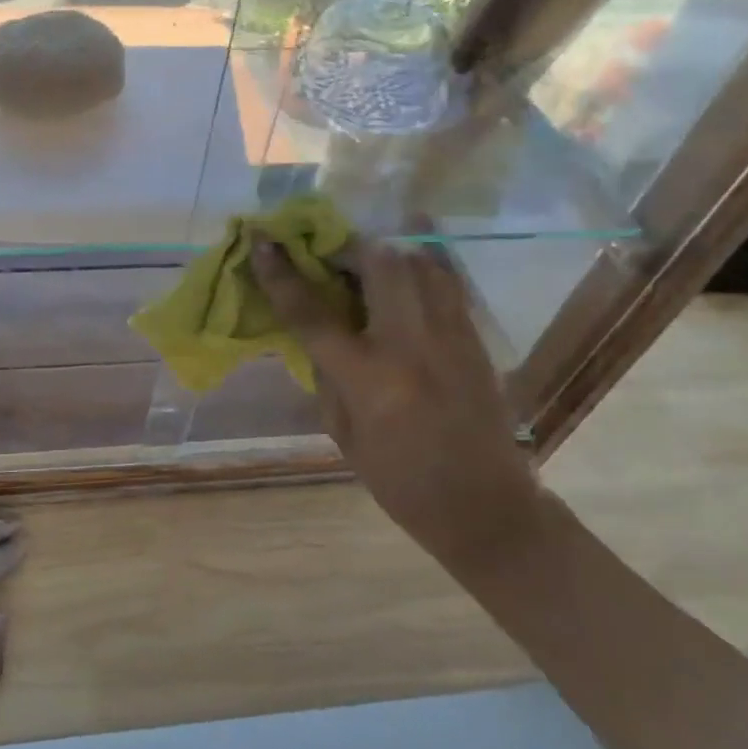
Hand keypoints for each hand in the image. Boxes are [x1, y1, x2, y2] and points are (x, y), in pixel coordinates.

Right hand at [252, 236, 542, 563]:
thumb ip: (326, 374)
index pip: (313, 313)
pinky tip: (405, 272)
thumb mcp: (343, 433)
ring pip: (419, 261)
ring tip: (366, 263)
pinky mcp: (475, 337)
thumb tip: (317, 329)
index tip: (263, 242)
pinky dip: (420, 267)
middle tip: (326, 255)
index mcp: (369, 378)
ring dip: (385, 253)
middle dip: (344, 248)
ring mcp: (450, 336)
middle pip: (378, 264)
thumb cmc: (400, 481)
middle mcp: (411, 345)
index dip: (281, 274)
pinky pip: (447, 281)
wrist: (485, 506)